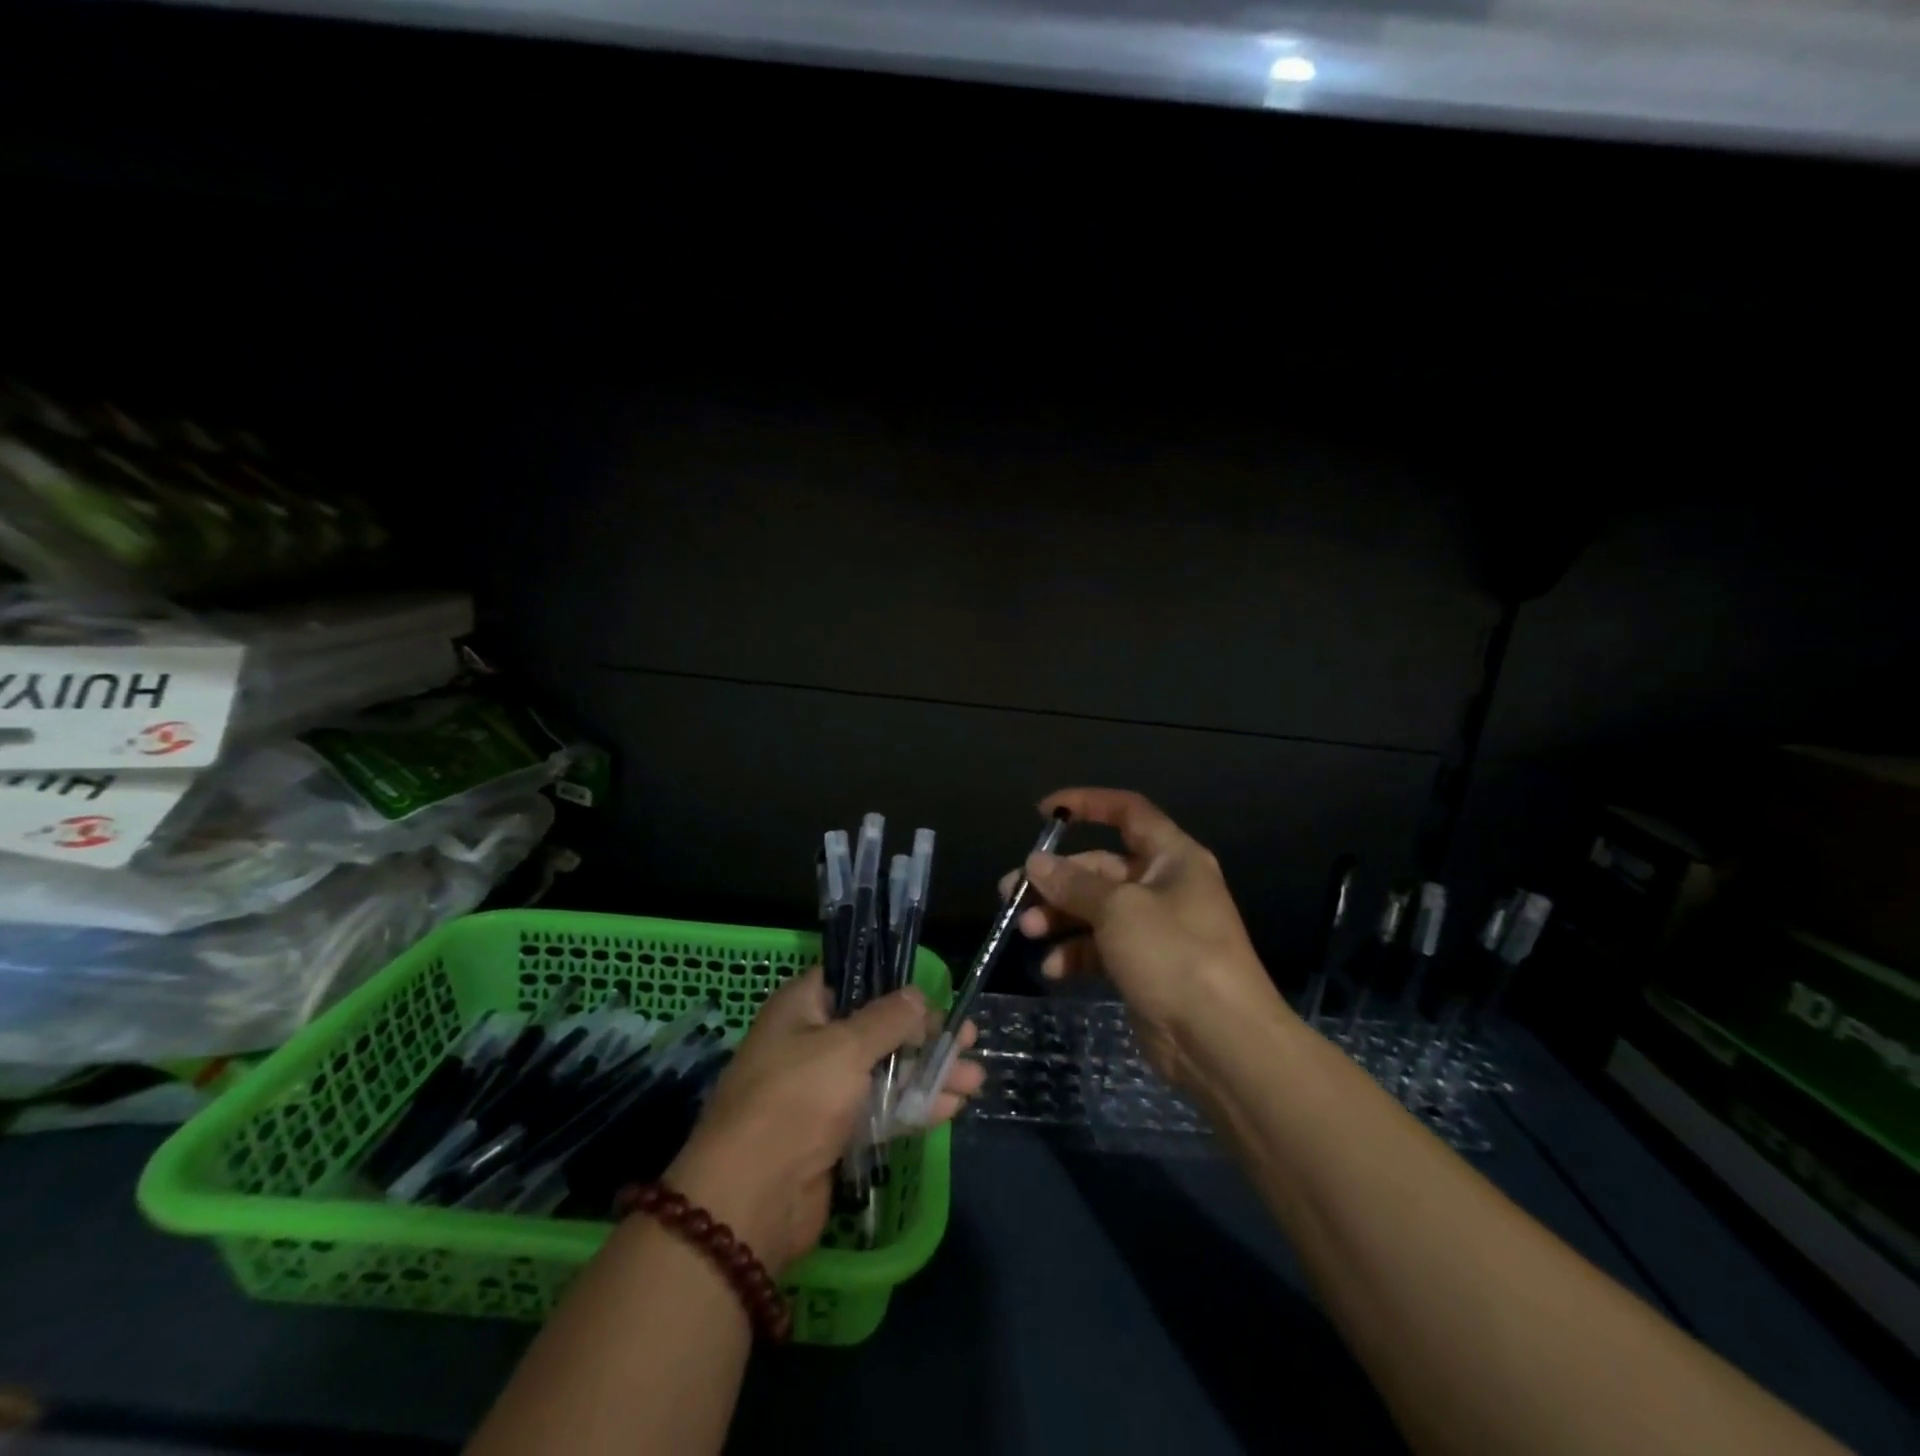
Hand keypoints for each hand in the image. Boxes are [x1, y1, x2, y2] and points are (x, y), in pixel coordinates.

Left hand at [666, 969, 983, 1274]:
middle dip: (925, 1035)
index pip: (853, 981)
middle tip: (969, 1038)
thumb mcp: (845, 1047)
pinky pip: (882, 1110)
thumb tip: (918, 996)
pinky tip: (953, 1106)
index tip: (934, 995)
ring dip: (929, 1074)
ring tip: (976, 1078)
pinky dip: (915, 1106)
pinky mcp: (835, 1134)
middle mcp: (812, 1043)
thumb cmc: (794, 1101)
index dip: (894, 985)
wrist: (750, 1200)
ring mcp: (824, 1091)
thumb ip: (888, 1019)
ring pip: (886, 1071)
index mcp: (801, 1009)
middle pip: (878, 1029)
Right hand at [1004, 787, 1283, 1087]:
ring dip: (1058, 916)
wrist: (1222, 1042)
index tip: (1044, 813)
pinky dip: (1075, 954)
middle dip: (1056, 879)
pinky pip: (1101, 948)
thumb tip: (1036, 863)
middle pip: (1100, 868)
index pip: (1127, 812)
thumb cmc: (1174, 955)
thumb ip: (1073, 883)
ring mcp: (1154, 930)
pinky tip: (1053, 969)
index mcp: (1172, 858)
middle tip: (1011, 893)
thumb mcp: (1119, 909)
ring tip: (1025, 930)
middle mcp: (1164, 887)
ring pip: (1095, 909)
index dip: (1087, 804)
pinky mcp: (1144, 967)